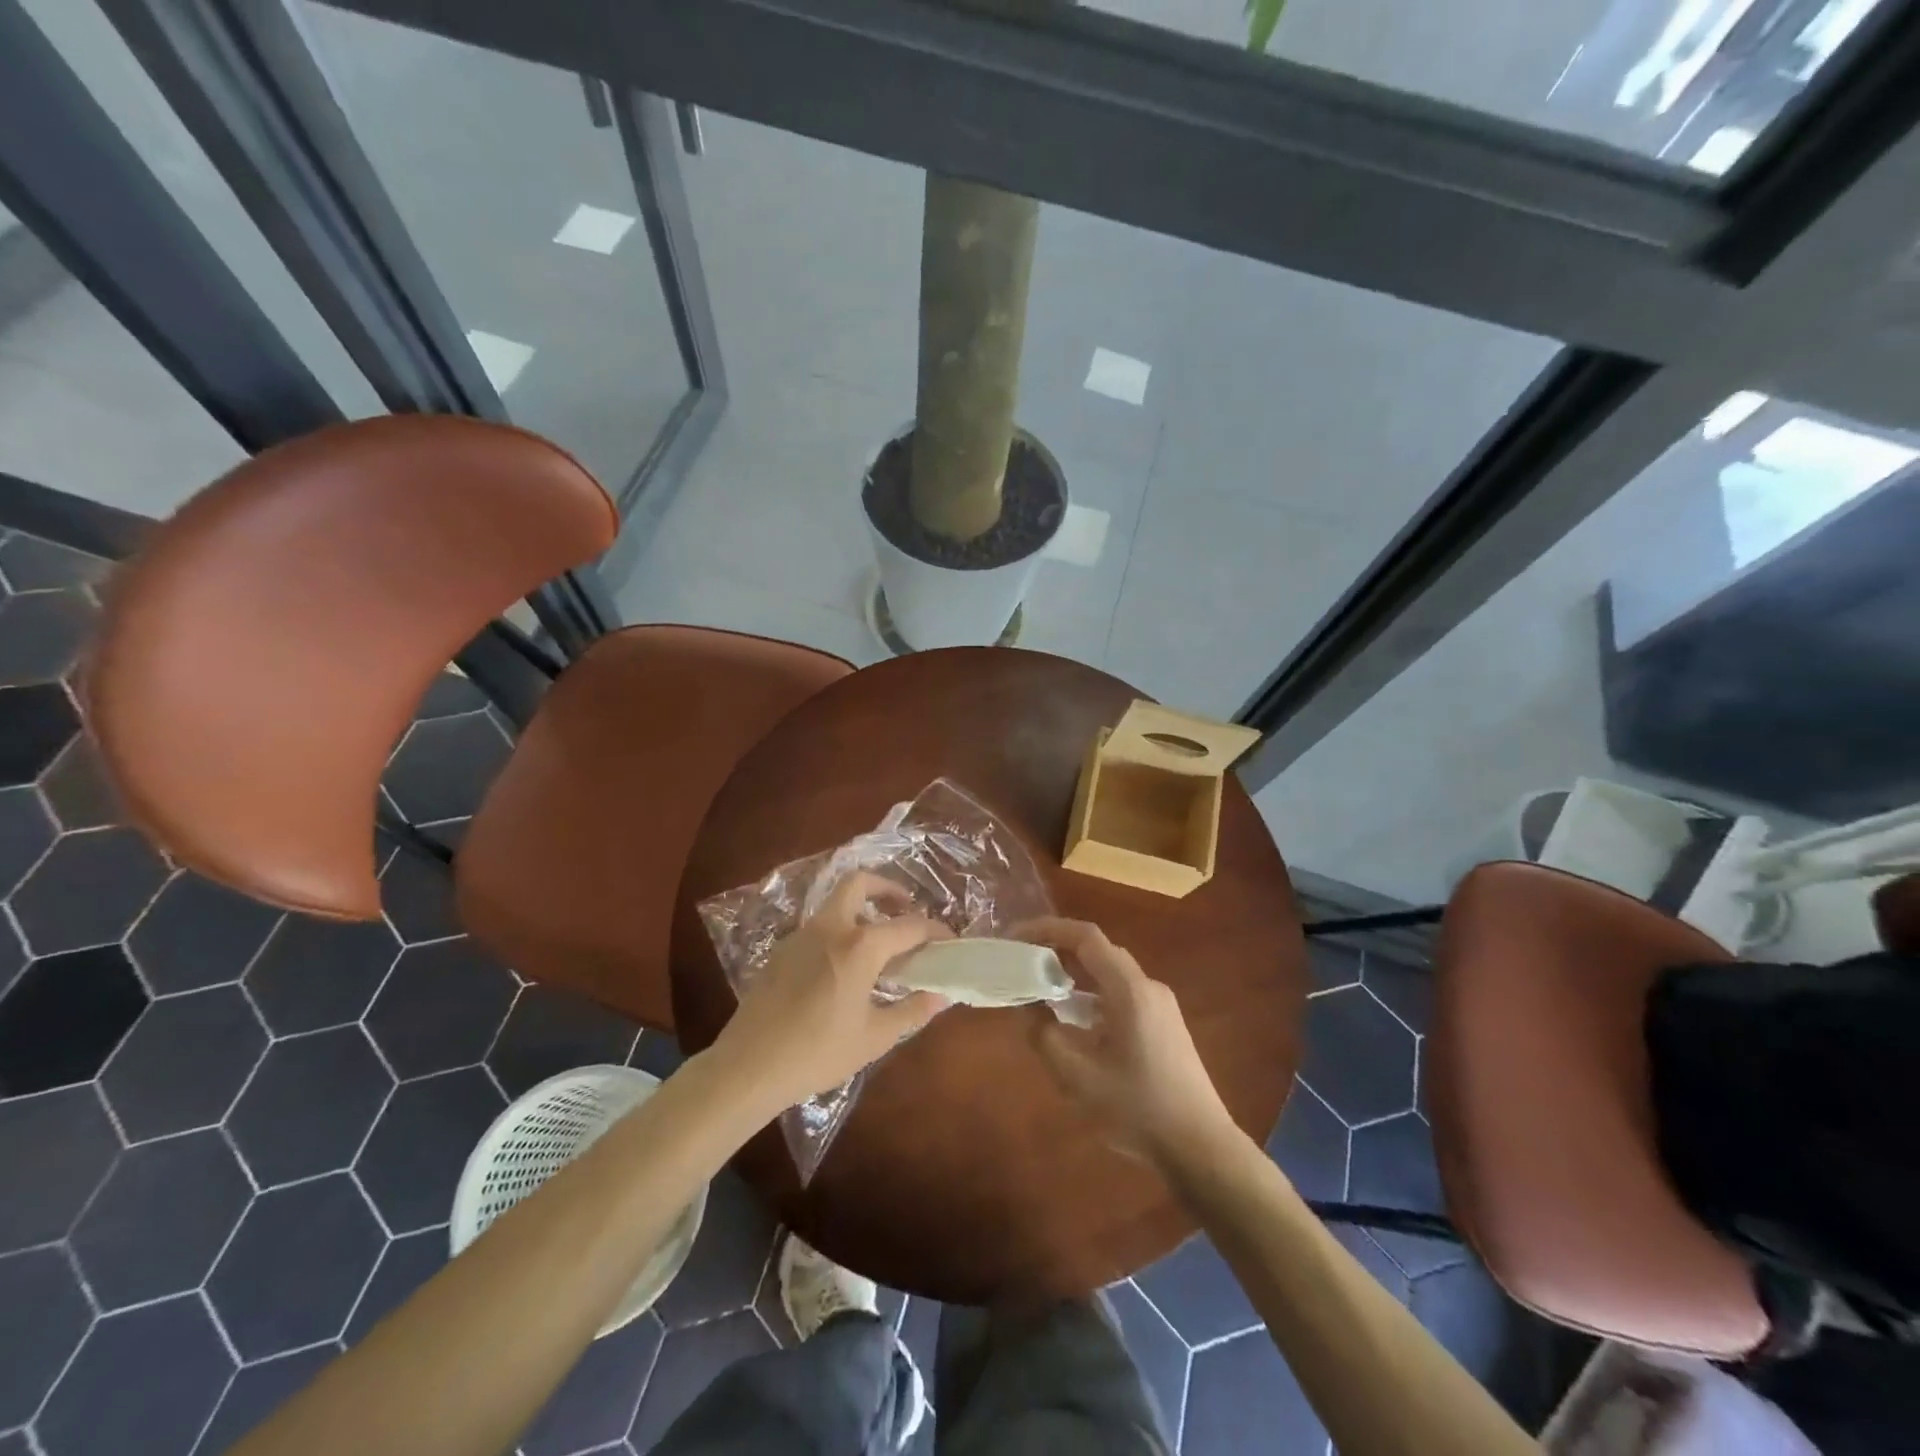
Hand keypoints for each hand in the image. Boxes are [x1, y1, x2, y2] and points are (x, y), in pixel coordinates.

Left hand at [714, 872, 950, 1111]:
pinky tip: (842, 968)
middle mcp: (831, 928)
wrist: (748, 1066)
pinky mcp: (781, 950)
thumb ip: (912, 1011)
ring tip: (877, 943)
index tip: (949, 940)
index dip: (935, 930)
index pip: (909, 926)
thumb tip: (941, 996)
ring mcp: (801, 935)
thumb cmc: (818, 1052)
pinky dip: (838, 931)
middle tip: (904, 908)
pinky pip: (818, 927)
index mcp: (860, 945)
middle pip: (859, 883)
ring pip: (835, 903)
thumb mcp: (875, 1037)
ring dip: (860, 909)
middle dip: (886, 888)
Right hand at [1022, 918, 1235, 1168]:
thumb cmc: (1137, 1109)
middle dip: (1057, 948)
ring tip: (1040, 987)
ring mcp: (1160, 1004)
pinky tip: (1073, 1019)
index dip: (1048, 929)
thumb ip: (1044, 1034)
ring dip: (1074, 973)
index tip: (1016, 938)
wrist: (1200, 1148)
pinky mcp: (1164, 1023)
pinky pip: (1121, 992)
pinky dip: (1092, 993)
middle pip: (1098, 950)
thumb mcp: (1077, 1076)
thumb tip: (1025, 1006)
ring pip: (1110, 972)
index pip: (1086, 937)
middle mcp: (1148, 986)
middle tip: (1022, 961)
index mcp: (1129, 990)